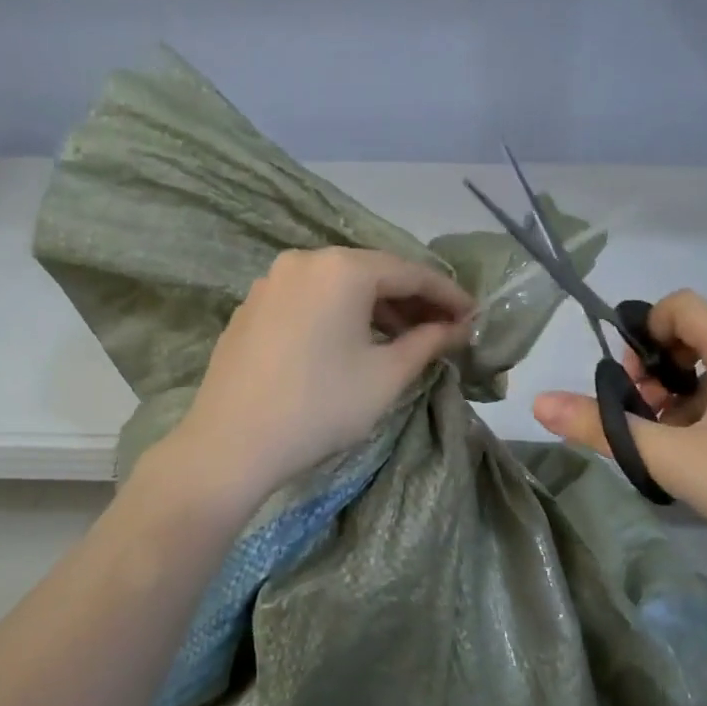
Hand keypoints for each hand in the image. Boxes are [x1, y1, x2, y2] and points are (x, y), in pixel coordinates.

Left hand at [168, 248, 473, 505]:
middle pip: (373, 274)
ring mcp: (272, 282)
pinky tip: (354, 344)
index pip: (410, 272)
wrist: (231, 444)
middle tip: (444, 331)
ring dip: (377, 310)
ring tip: (405, 341)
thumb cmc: (320, 407)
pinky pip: (311, 301)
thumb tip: (458, 328)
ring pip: (340, 287)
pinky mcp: (252, 308)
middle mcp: (304, 261)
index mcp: (342, 268)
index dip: (448, 295)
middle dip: (413, 302)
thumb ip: (428, 342)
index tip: (475, 318)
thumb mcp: (385, 376)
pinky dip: (341, 315)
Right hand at [532, 290, 706, 603]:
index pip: (680, 305)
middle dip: (657, 370)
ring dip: (684, 397)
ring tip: (674, 448)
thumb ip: (602, 430)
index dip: (642, 332)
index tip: (627, 383)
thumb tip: (538, 402)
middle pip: (698, 336)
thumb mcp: (673, 459)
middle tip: (644, 420)